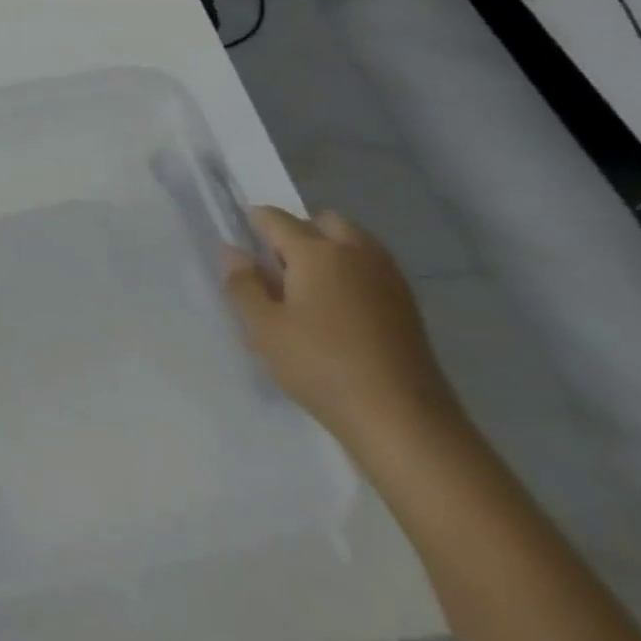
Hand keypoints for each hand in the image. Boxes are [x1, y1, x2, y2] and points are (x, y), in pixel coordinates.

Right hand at [223, 206, 461, 453]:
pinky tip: (340, 311)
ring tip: (309, 290)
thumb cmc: (322, 369)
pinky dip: (352, 272)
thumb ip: (243, 284)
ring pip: (352, 241)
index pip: (275, 218)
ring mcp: (387, 276)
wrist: (405, 422)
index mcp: (316, 251)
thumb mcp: (265, 330)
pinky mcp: (407, 304)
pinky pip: (371, 267)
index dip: (253, 223)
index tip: (242, 243)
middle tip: (279, 269)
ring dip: (329, 250)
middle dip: (298, 232)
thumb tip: (233, 251)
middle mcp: (355, 251)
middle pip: (321, 221)